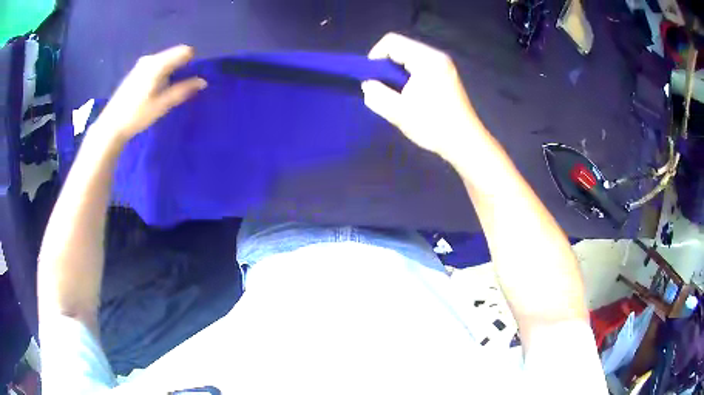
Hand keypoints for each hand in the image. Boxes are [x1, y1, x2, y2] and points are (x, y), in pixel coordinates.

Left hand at [92, 45, 206, 144]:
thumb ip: (183, 90)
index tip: (189, 80)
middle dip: (181, 68)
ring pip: (165, 61)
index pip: (184, 51)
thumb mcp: (162, 105)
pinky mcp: (136, 71)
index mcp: (158, 63)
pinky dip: (161, 74)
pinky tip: (155, 91)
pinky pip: (156, 66)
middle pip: (174, 55)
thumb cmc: (137, 115)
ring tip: (166, 92)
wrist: (111, 125)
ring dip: (171, 72)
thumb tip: (203, 81)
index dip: (191, 63)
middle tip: (179, 89)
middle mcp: (150, 58)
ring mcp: (142, 64)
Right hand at [362, 33, 484, 161]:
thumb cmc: (433, 126)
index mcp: (427, 59)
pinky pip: (420, 66)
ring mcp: (444, 65)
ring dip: (397, 72)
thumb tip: (368, 83)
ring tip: (396, 94)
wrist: (465, 143)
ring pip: (410, 57)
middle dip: (386, 66)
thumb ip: (376, 94)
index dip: (375, 57)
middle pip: (401, 48)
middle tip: (382, 89)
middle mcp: (437, 56)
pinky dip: (409, 76)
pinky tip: (410, 95)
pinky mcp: (447, 75)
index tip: (371, 79)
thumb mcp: (398, 112)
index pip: (392, 42)